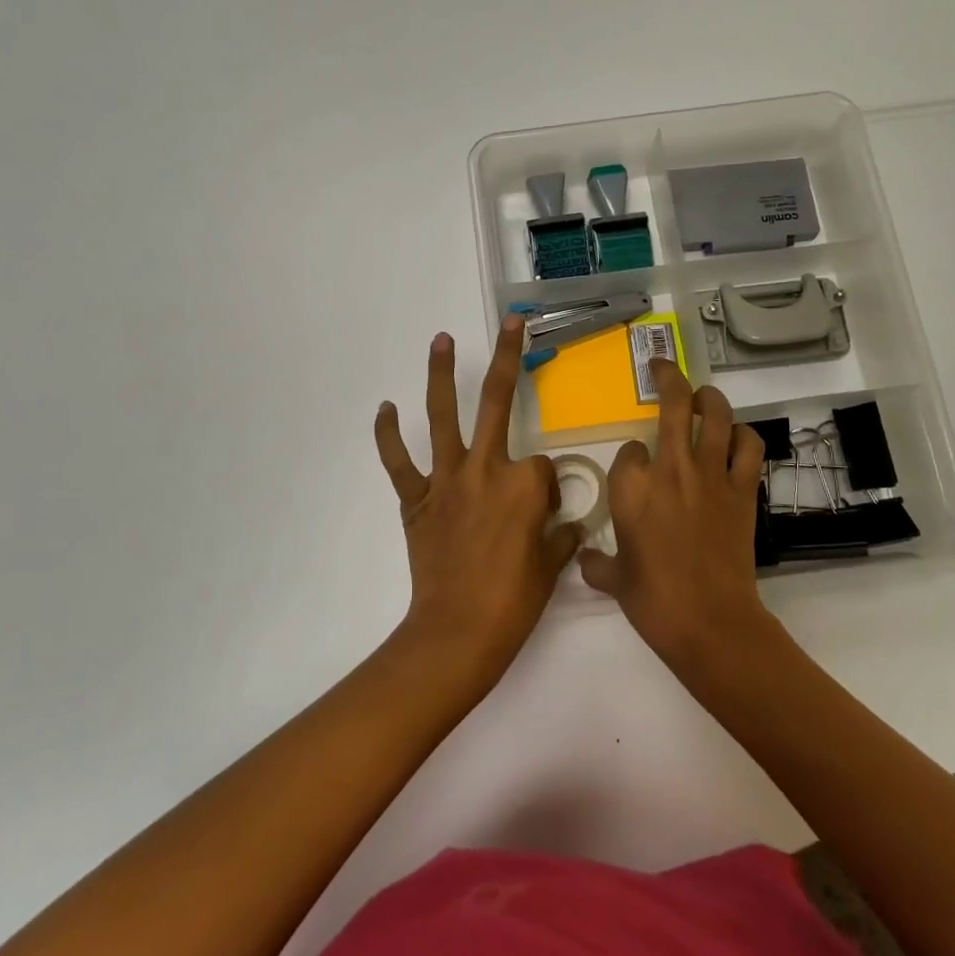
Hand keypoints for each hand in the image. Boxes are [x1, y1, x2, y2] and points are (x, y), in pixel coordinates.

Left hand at [374, 315, 583, 678]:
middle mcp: (487, 468)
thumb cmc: (514, 602)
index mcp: (525, 484)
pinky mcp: (417, 499)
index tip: (543, 515)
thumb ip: (562, 536)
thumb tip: (568, 526)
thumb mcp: (552, 566)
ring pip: (443, 417)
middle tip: (512, 323)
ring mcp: (448, 481)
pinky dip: (389, 436)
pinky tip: (386, 409)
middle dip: (508, 358)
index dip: (546, 488)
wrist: (459, 632)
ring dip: (440, 375)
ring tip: (440, 340)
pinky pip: (400, 462)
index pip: (543, 466)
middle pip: (498, 403)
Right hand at [579, 359, 771, 667]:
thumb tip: (585, 557)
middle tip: (662, 367)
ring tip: (703, 395)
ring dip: (710, 397)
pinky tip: (737, 438)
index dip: (630, 456)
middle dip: (666, 378)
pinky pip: (749, 447)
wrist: (708, 620)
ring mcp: (710, 475)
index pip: (628, 450)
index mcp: (630, 487)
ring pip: (715, 415)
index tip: (633, 469)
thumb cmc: (652, 599)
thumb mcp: (613, 580)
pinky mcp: (742, 489)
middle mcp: (669, 468)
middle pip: (672, 404)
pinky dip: (745, 436)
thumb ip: (596, 562)